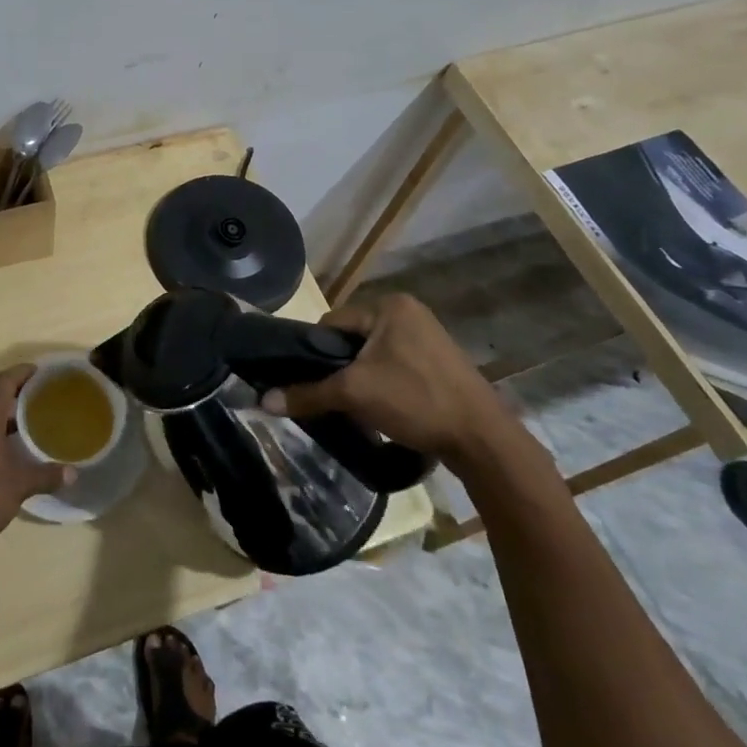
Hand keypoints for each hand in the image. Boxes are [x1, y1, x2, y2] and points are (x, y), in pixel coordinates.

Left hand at [0, 365, 72, 560]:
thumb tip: (73, 474)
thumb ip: (47, 475)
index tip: (45, 374)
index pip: (5, 379)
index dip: (25, 372)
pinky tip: (10, 449)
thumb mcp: (19, 485)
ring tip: (34, 425)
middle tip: (47, 401)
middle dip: (20, 395)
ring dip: (6, 416)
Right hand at [261, 294, 514, 464]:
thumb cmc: (415, 400)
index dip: (316, 352)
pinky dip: (385, 384)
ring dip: (362, 377)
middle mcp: (409, 312)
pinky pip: (397, 365)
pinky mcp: (441, 362)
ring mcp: (429, 336)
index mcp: (390, 305)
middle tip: (336, 397)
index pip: (333, 321)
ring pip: (374, 354)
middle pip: (353, 338)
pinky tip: (385, 408)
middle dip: (341, 367)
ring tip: (359, 406)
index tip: (312, 382)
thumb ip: (308, 393)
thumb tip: (263, 401)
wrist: (483, 441)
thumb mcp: (354, 394)